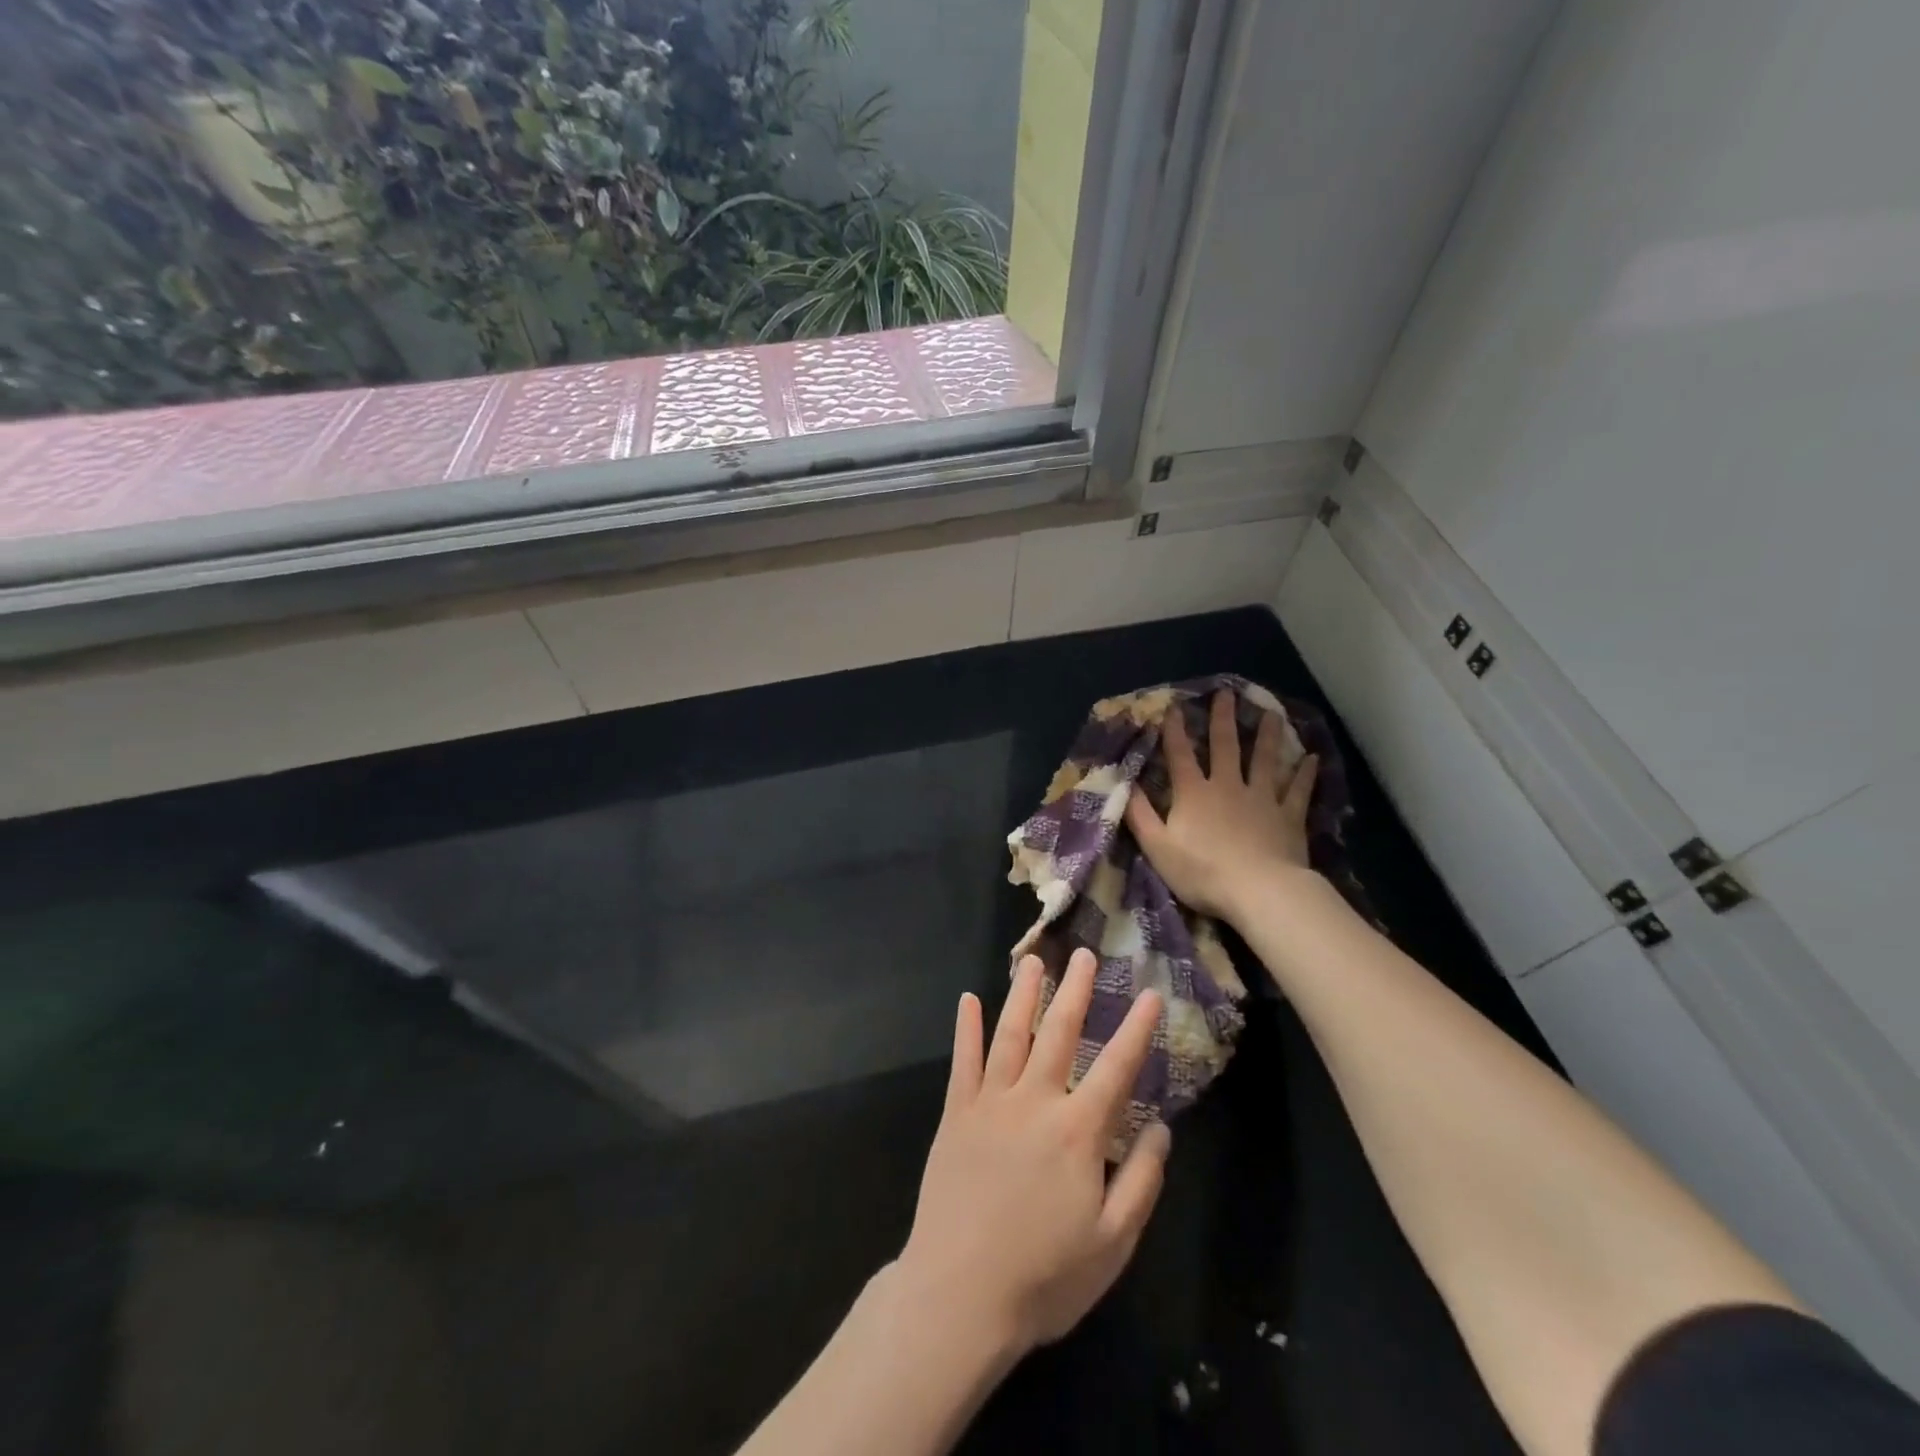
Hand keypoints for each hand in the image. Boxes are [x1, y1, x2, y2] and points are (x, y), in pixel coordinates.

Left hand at [895, 950, 1170, 1356]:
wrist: (958, 1296)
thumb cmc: (1044, 1277)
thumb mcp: (1112, 1244)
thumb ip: (1142, 1181)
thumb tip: (1161, 1126)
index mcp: (1077, 1131)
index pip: (1116, 1068)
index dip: (1136, 1029)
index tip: (1151, 994)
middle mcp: (1034, 1102)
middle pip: (1059, 1033)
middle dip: (1075, 991)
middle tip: (1085, 955)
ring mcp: (990, 1103)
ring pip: (1011, 1034)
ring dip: (1023, 994)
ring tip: (1033, 960)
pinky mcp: (956, 1114)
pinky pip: (963, 1061)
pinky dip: (967, 1028)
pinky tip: (968, 1000)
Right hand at [1126, 689, 1319, 924]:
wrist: (1258, 891)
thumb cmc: (1202, 872)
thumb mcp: (1157, 847)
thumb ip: (1140, 814)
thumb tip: (1125, 784)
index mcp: (1194, 794)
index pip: (1180, 755)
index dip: (1174, 731)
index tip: (1173, 707)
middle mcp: (1228, 786)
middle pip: (1225, 747)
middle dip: (1223, 719)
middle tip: (1227, 693)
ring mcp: (1262, 799)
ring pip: (1265, 760)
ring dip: (1268, 736)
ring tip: (1272, 713)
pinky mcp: (1288, 817)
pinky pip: (1298, 790)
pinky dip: (1305, 774)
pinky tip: (1313, 758)